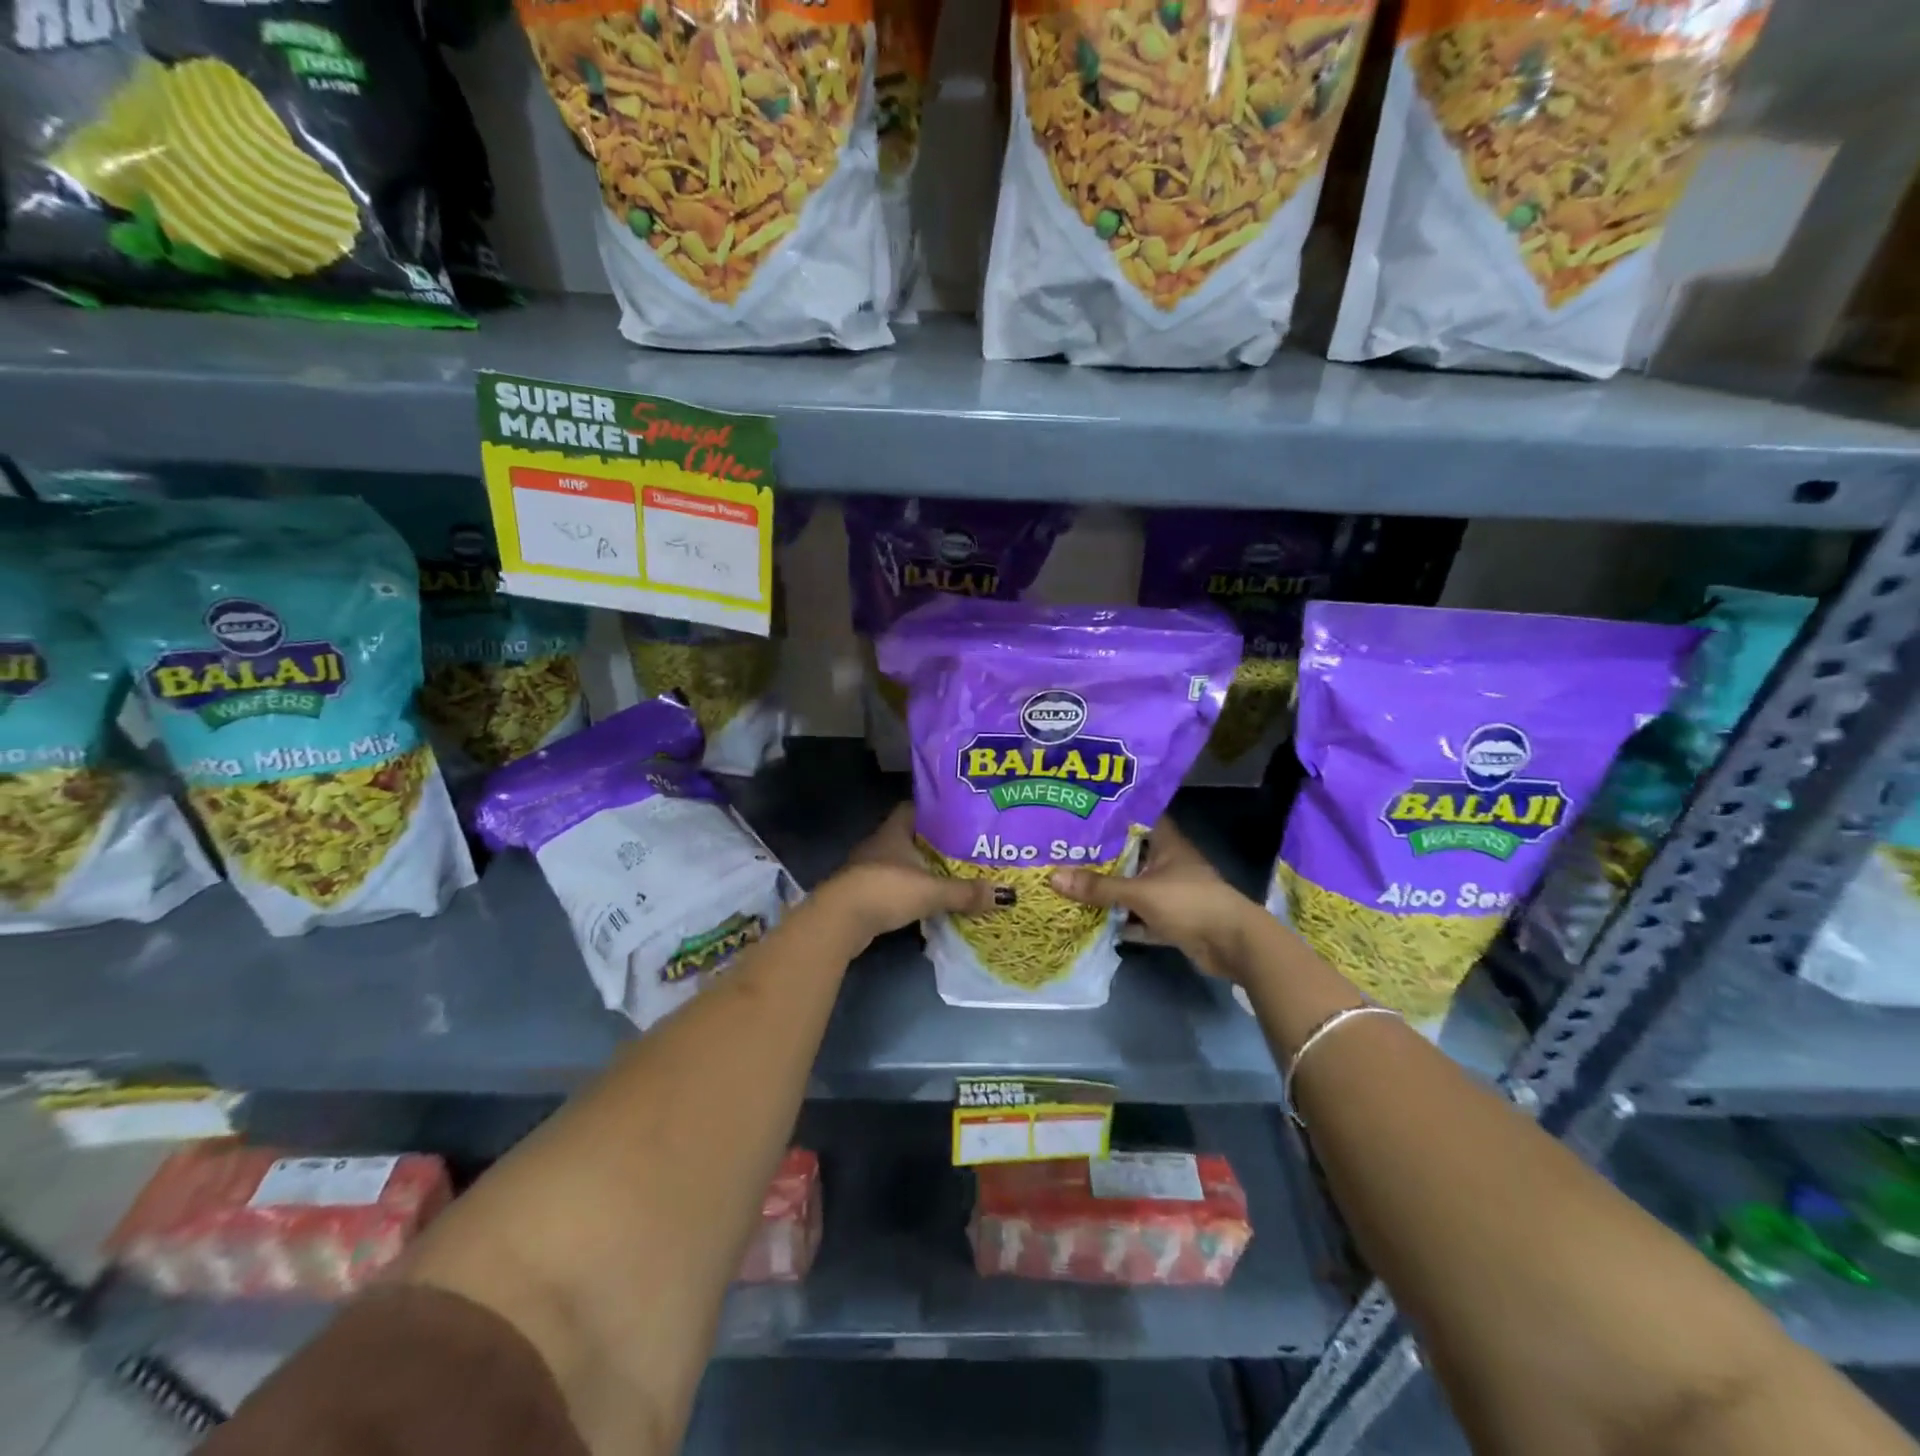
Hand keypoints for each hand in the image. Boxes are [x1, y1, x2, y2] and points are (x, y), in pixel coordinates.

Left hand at [819, 804, 1005, 946]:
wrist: (839, 920)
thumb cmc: (886, 890)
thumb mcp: (932, 891)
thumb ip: (966, 892)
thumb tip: (1007, 895)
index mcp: (894, 831)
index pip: (915, 808)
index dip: (936, 810)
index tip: (959, 817)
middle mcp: (880, 844)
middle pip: (911, 837)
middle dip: (934, 843)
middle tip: (964, 849)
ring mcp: (868, 869)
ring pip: (901, 863)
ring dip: (921, 870)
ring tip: (952, 876)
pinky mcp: (863, 893)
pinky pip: (893, 886)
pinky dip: (909, 891)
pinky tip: (927, 900)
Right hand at [1049, 818, 1261, 981]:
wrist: (1232, 944)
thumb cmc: (1189, 902)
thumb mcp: (1139, 892)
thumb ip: (1098, 887)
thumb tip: (1053, 877)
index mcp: (1166, 843)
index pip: (1136, 818)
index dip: (1111, 815)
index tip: (1080, 813)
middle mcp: (1167, 863)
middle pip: (1128, 855)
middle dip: (1100, 857)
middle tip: (1063, 851)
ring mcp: (1170, 892)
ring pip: (1132, 887)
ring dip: (1109, 891)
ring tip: (1069, 883)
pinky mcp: (1170, 919)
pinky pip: (1138, 916)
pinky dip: (1121, 919)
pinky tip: (1092, 919)